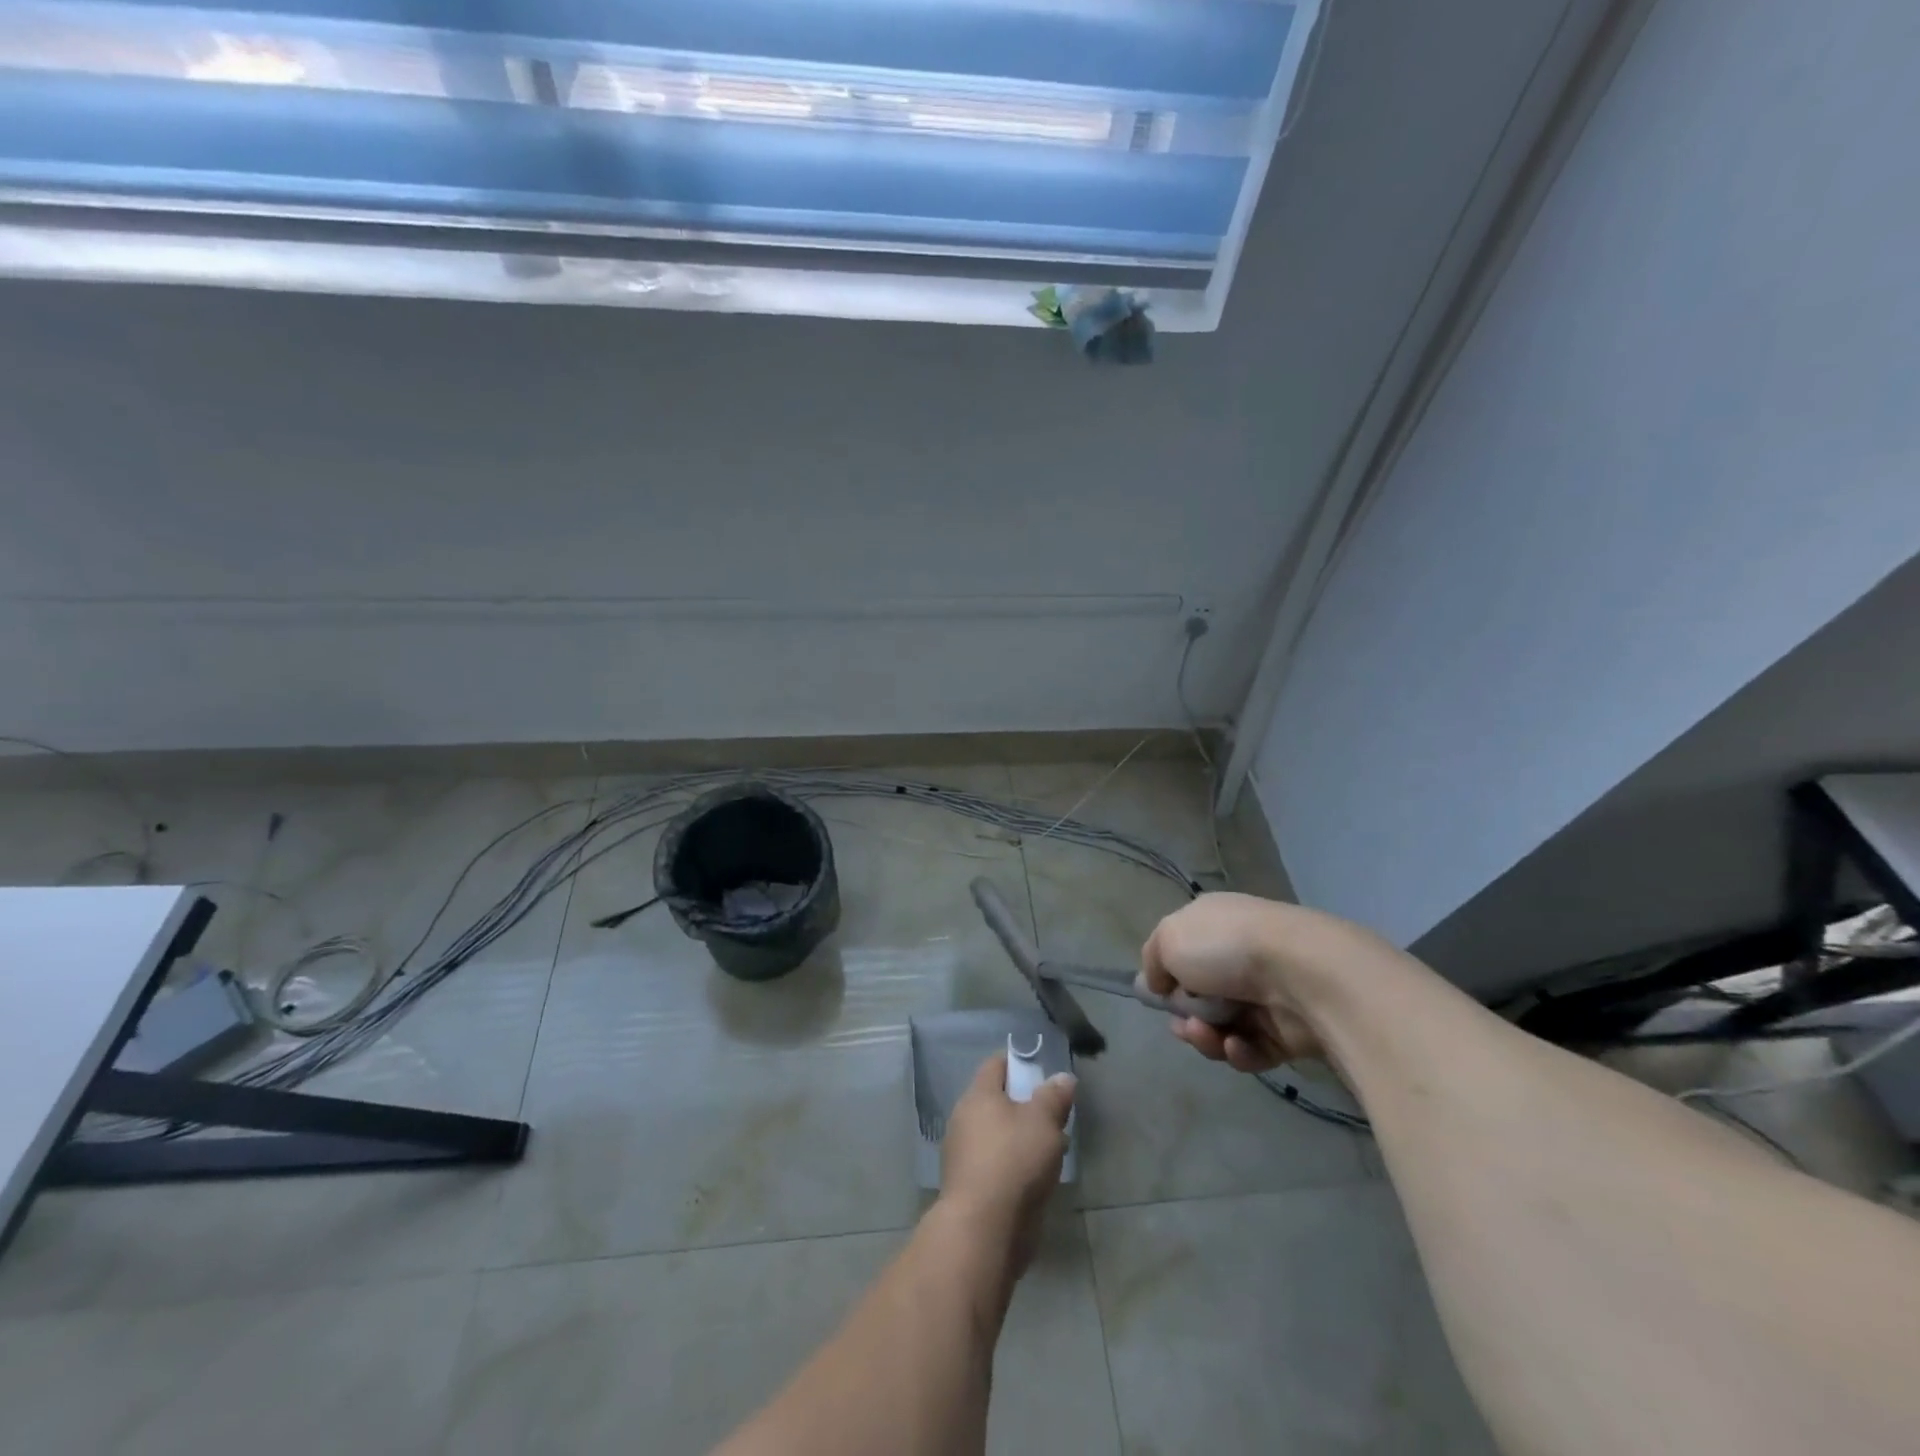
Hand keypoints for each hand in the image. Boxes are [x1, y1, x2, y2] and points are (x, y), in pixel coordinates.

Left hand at [939, 1053, 1074, 1268]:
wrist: (983, 1230)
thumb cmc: (1013, 1161)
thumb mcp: (1043, 1122)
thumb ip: (1053, 1097)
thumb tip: (1062, 1077)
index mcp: (978, 1096)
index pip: (996, 1064)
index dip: (1019, 1062)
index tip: (1043, 1069)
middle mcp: (965, 1119)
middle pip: (998, 1101)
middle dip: (1026, 1105)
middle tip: (1055, 1114)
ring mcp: (964, 1155)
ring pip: (999, 1134)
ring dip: (1023, 1138)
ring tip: (1054, 1148)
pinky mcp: (970, 1186)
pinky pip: (997, 1163)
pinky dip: (1015, 1164)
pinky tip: (1038, 1177)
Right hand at [1141, 892, 1397, 1073]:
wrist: (1302, 974)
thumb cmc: (1226, 947)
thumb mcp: (1168, 938)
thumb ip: (1154, 960)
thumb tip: (1159, 983)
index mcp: (1214, 924)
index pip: (1184, 951)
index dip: (1168, 976)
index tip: (1160, 994)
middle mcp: (1240, 955)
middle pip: (1201, 997)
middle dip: (1186, 1016)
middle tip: (1185, 1026)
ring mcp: (1267, 993)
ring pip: (1223, 1027)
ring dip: (1207, 1037)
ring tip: (1209, 1036)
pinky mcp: (1289, 1032)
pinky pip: (1252, 1049)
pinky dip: (1240, 1051)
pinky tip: (1238, 1045)